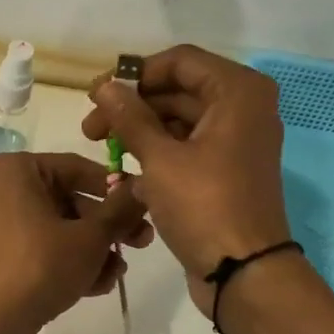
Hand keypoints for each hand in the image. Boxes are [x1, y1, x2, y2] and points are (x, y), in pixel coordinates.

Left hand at [0, 152, 151, 333]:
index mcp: (16, 171)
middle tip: (141, 243)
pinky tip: (96, 287)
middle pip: (69, 201)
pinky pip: (40, 252)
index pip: (78, 168)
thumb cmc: (39, 268)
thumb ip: (120, 210)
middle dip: (106, 226)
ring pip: (57, 231)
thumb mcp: (90, 238)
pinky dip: (67, 264)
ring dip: (92, 250)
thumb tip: (141, 187)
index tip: (144, 207)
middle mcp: (1, 192)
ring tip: (117, 273)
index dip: (116, 188)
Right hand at [81, 45, 293, 318]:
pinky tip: (123, 178)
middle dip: (132, 109)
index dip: (134, 75)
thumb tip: (103, 85)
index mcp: (237, 92)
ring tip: (103, 154)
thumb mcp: (160, 158)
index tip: (96, 96)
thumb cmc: (204, 205)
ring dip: (140, 136)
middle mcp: (242, 109)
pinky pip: (186, 152)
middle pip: (177, 92)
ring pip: (178, 124)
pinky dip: (156, 159)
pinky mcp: (224, 173)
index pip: (179, 62)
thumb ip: (129, 117)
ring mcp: (235, 143)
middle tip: (90, 130)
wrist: (243, 271)